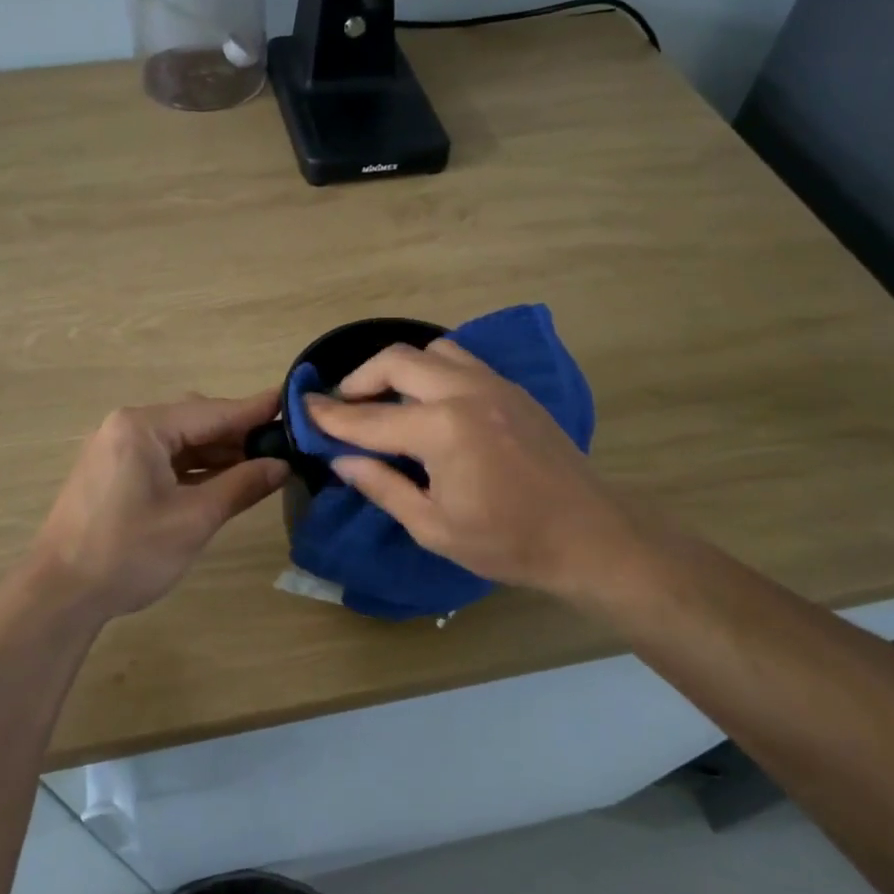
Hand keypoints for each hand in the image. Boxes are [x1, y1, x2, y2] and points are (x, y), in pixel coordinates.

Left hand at [26, 390, 288, 621]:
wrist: (58, 595)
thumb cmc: (128, 552)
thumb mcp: (194, 519)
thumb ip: (241, 485)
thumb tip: (282, 465)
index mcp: (143, 427)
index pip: (213, 412)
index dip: (256, 411)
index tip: (294, 403)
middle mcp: (127, 427)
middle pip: (196, 421)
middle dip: (238, 435)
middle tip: (284, 447)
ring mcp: (116, 450)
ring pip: (180, 442)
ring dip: (217, 453)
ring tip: (261, 466)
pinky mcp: (113, 473)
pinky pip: (163, 459)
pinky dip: (193, 468)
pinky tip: (223, 481)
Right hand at [304, 341, 630, 598]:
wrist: (590, 535)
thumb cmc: (508, 542)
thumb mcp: (434, 527)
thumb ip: (383, 486)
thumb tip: (343, 461)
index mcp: (443, 429)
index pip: (370, 419)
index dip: (330, 417)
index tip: (303, 409)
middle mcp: (466, 392)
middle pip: (397, 362)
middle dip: (360, 380)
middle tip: (344, 408)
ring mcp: (494, 385)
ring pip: (432, 352)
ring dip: (399, 370)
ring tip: (388, 403)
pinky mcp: (513, 390)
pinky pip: (462, 362)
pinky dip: (432, 373)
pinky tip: (429, 405)